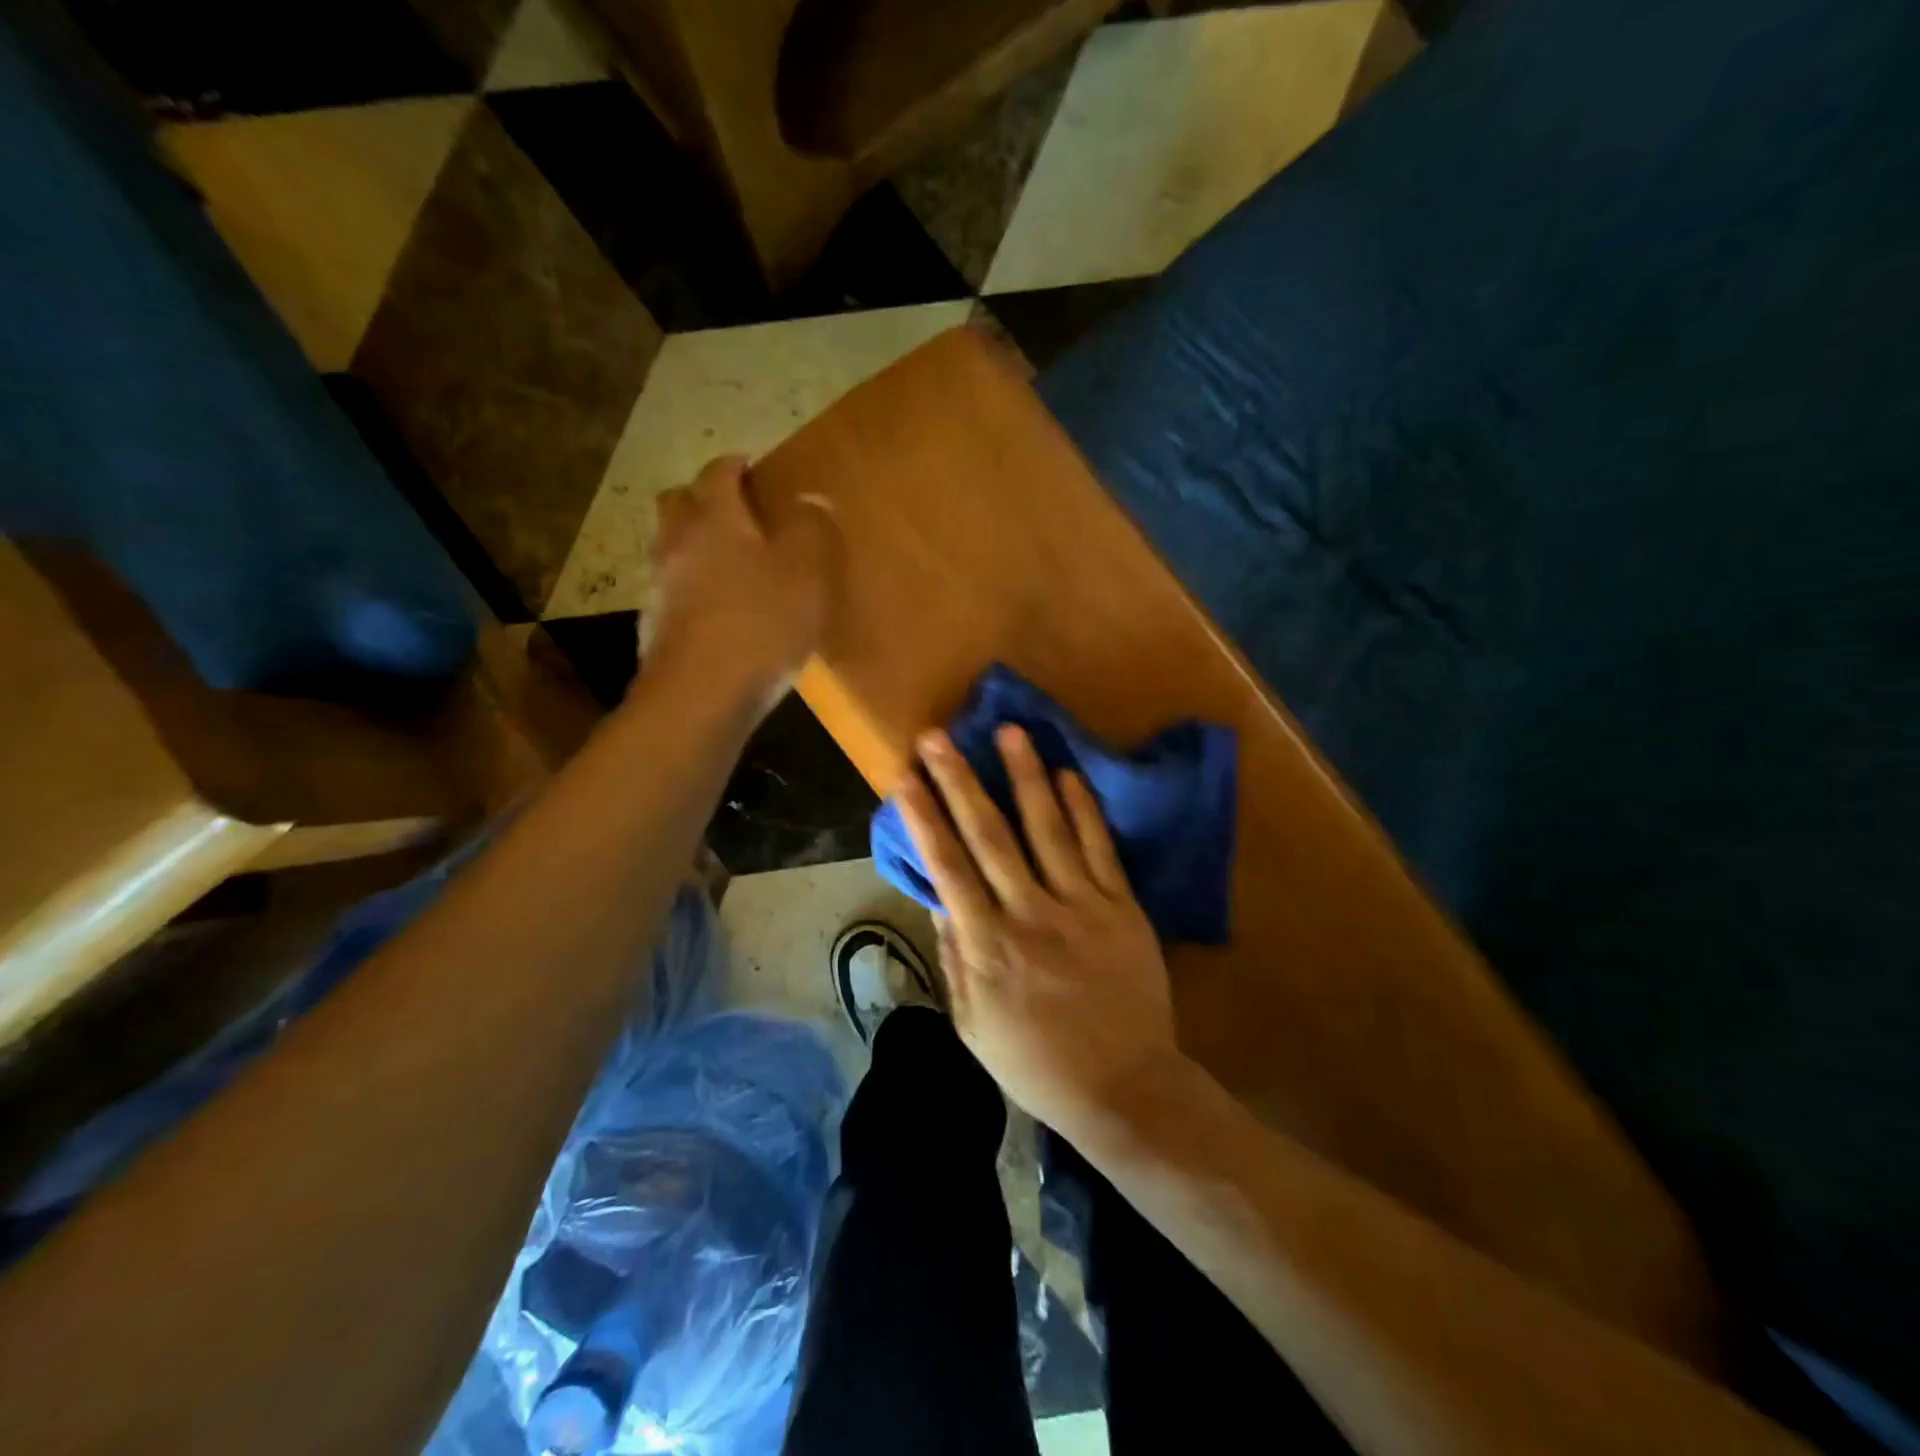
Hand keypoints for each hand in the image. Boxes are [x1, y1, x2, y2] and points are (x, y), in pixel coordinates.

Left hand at [642, 456, 836, 709]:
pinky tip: (718, 612)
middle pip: (679, 502)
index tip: (751, 467)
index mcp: (715, 519)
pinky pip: (673, 591)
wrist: (700, 696)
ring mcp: (659, 586)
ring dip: (694, 545)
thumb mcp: (807, 574)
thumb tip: (811, 500)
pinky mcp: (655, 627)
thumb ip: (812, 530)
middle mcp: (677, 543)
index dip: (735, 465)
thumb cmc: (760, 625)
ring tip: (730, 564)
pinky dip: (691, 588)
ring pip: (671, 548)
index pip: (717, 473)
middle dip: (704, 499)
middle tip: (736, 512)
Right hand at [896, 723, 1179, 1137]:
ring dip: (1025, 777)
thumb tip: (936, 896)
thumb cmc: (1036, 1062)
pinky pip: (1099, 849)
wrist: (1123, 1086)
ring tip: (1009, 731)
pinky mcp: (1120, 907)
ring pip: (1047, 829)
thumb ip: (954, 957)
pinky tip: (1068, 774)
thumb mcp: (972, 1024)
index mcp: (988, 947)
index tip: (904, 778)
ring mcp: (1079, 906)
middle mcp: (1029, 915)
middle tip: (938, 736)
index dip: (923, 819)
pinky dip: (1083, 809)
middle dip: (960, 782)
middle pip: (989, 837)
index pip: (947, 868)